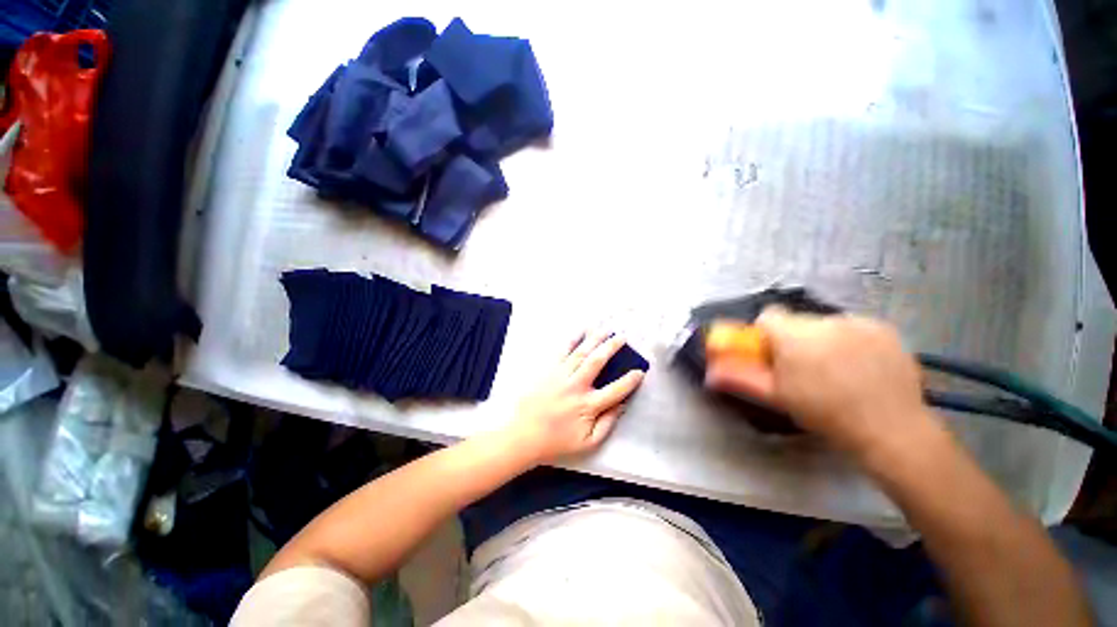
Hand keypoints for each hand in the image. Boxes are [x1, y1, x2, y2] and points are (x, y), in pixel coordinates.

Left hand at [507, 331, 645, 464]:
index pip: (616, 390)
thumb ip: (608, 423)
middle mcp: (576, 386)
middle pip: (597, 361)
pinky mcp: (548, 371)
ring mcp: (561, 375)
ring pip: (581, 352)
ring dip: (595, 339)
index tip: (640, 371)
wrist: (523, 435)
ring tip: (606, 329)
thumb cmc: (557, 441)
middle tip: (623, 337)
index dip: (630, 380)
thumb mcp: (588, 443)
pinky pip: (562, 351)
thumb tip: (622, 405)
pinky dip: (572, 340)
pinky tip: (580, 331)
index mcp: (588, 405)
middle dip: (612, 347)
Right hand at [705, 309, 934, 457]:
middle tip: (804, 369)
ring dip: (821, 339)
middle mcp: (824, 320)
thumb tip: (709, 374)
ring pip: (825, 324)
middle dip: (794, 338)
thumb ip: (740, 379)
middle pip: (796, 321)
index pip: (768, 315)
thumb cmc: (825, 413)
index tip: (773, 355)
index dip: (766, 333)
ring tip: (836, 370)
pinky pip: (853, 327)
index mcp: (794, 335)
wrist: (891, 429)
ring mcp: (858, 322)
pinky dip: (849, 340)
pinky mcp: (883, 328)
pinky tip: (861, 366)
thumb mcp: (777, 397)